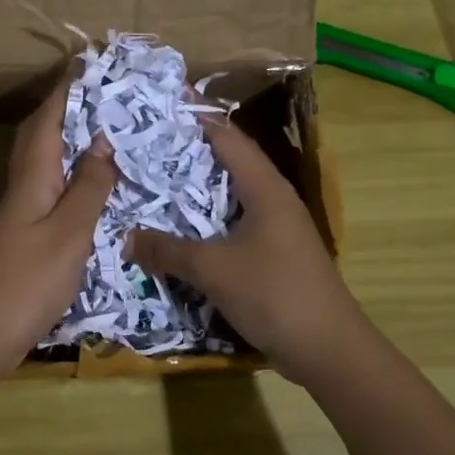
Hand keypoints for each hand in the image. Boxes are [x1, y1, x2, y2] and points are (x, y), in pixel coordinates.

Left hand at [0, 69, 117, 381]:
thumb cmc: (27, 282)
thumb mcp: (69, 233)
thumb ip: (88, 189)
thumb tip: (102, 142)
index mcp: (32, 178)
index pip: (49, 120)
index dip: (66, 90)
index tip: (87, 62)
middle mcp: (21, 189)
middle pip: (39, 138)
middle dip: (64, 110)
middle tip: (99, 93)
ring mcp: (18, 216)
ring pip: (43, 165)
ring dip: (67, 143)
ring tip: (102, 132)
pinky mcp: (21, 240)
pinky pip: (48, 193)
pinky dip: (69, 179)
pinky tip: (88, 189)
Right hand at [127, 119, 368, 386]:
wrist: (328, 349)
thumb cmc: (274, 294)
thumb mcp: (213, 269)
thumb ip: (168, 251)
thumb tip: (126, 237)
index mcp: (265, 189)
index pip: (228, 138)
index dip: (197, 118)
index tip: (162, 105)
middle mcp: (274, 200)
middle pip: (229, 163)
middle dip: (190, 152)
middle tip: (146, 145)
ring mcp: (277, 228)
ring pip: (231, 197)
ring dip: (197, 190)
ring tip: (156, 182)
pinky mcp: (275, 254)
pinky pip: (234, 225)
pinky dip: (207, 221)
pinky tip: (181, 230)